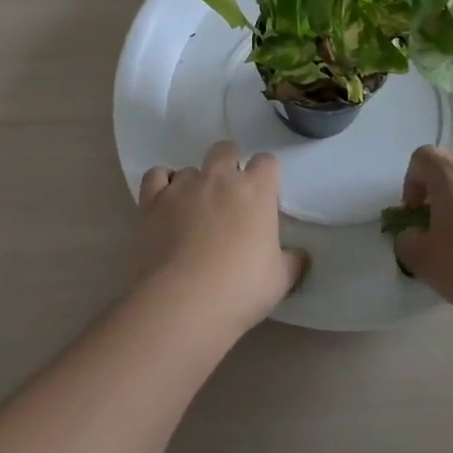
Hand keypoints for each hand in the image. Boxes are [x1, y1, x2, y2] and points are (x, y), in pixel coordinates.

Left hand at [134, 141, 307, 338]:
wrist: (182, 303)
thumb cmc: (240, 290)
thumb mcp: (279, 281)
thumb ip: (291, 262)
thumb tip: (300, 257)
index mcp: (256, 190)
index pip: (267, 162)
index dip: (266, 176)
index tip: (264, 197)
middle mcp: (219, 178)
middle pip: (226, 149)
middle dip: (229, 163)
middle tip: (229, 197)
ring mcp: (183, 186)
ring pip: (191, 168)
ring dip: (195, 183)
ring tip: (194, 211)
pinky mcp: (152, 201)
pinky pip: (156, 176)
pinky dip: (161, 184)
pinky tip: (165, 203)